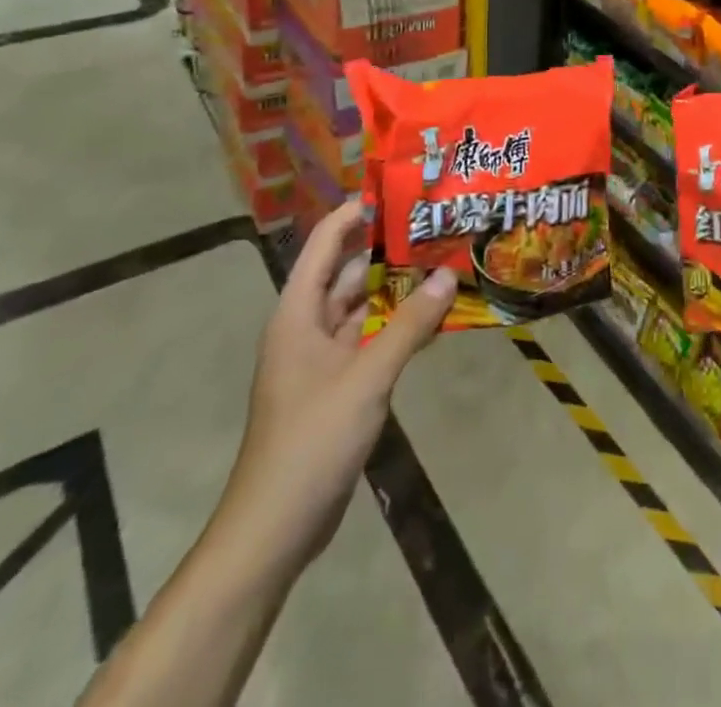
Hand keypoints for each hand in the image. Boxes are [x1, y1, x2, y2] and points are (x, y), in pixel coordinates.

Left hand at [212, 201, 457, 582]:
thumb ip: (408, 325)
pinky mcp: (336, 386)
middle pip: (346, 273)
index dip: (354, 214)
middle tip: (434, 223)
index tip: (397, 190)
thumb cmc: (311, 441)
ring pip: (361, 308)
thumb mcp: (366, 378)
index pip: (324, 244)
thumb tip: (447, 275)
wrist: (274, 530)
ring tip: (442, 260)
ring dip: (395, 288)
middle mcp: (306, 327)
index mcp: (297, 314)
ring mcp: (321, 359)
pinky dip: (396, 325)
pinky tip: (432, 317)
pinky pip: (369, 339)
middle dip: (385, 249)